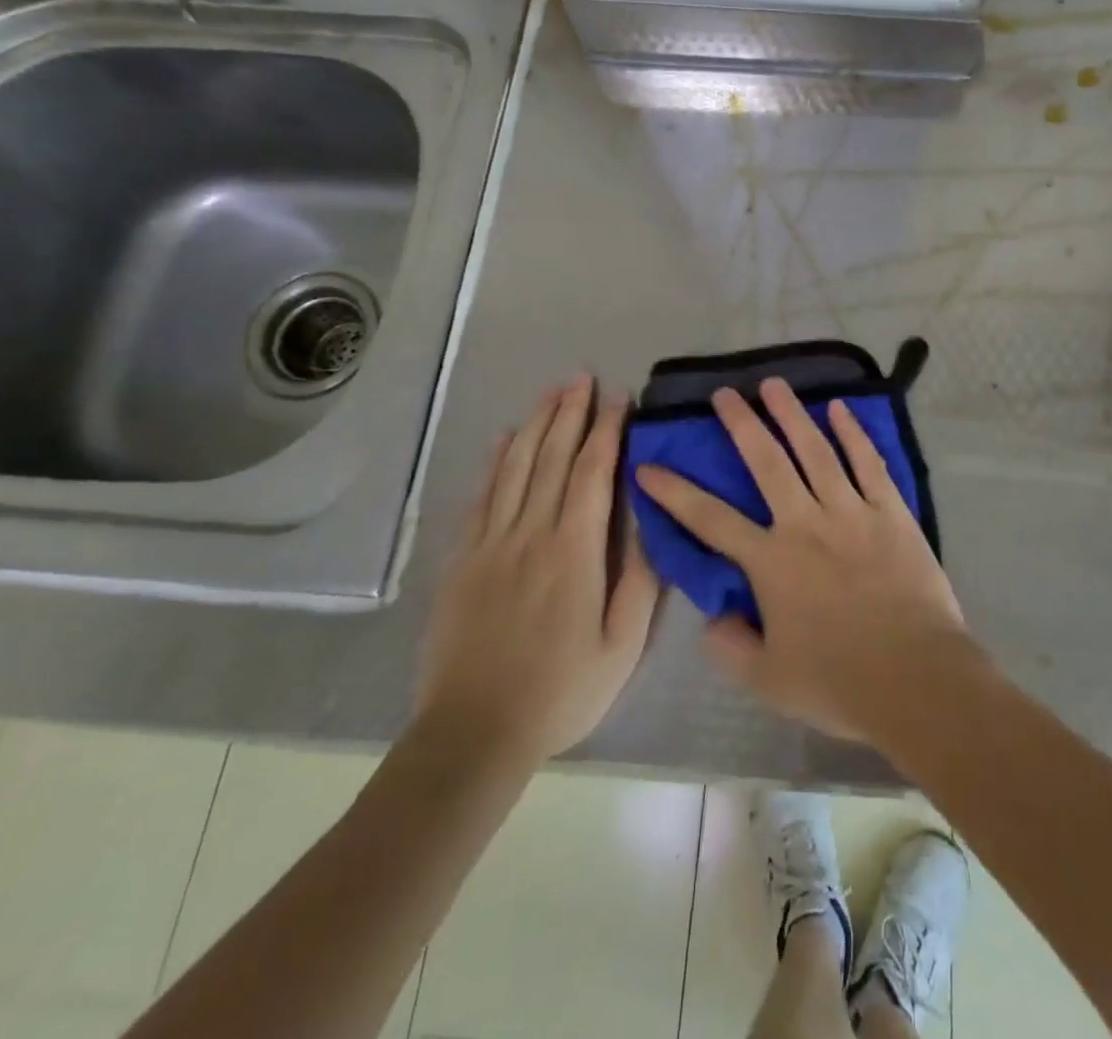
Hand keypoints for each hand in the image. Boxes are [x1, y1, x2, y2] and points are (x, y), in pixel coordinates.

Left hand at [417, 373, 660, 767]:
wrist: (472, 733)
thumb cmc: (560, 691)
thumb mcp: (621, 645)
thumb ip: (640, 580)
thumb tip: (651, 520)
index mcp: (573, 552)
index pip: (591, 473)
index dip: (607, 430)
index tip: (619, 397)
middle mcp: (529, 534)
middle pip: (551, 458)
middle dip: (569, 413)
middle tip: (582, 376)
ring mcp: (489, 544)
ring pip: (514, 468)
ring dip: (535, 424)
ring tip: (550, 392)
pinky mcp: (461, 560)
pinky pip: (480, 497)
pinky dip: (495, 461)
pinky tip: (504, 439)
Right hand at [634, 378, 966, 742]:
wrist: (916, 678)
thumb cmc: (838, 682)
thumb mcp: (767, 680)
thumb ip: (729, 647)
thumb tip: (712, 619)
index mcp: (771, 561)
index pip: (710, 520)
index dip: (675, 492)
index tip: (649, 465)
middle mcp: (806, 524)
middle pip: (767, 462)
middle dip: (741, 424)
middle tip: (725, 393)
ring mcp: (852, 512)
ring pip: (816, 451)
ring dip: (792, 415)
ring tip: (774, 384)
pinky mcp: (892, 513)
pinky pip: (869, 464)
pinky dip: (854, 434)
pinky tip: (840, 409)